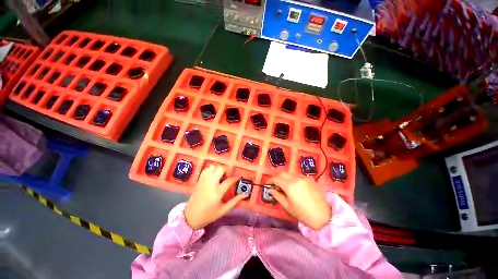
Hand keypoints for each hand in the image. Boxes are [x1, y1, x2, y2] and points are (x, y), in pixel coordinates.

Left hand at [185, 165, 245, 229]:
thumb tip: (245, 194)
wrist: (190, 217)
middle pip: (220, 169)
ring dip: (218, 169)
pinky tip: (212, 176)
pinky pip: (206, 169)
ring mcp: (204, 181)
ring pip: (212, 167)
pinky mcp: (199, 180)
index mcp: (218, 192)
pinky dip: (210, 170)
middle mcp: (211, 183)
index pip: (229, 180)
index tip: (238, 177)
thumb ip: (234, 201)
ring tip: (219, 175)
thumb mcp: (223, 210)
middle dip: (226, 170)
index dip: (235, 177)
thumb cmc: (208, 215)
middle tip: (227, 176)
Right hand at [268, 173, 330, 229]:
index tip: (267, 184)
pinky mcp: (310, 179)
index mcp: (290, 185)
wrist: (325, 216)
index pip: (276, 178)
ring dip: (285, 178)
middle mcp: (296, 178)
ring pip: (290, 174)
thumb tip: (270, 189)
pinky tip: (295, 187)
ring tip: (285, 187)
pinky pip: (298, 176)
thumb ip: (277, 196)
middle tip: (275, 186)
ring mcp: (304, 177)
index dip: (269, 180)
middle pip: (282, 173)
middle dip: (277, 178)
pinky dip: (293, 179)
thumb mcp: (288, 207)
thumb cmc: (304, 214)